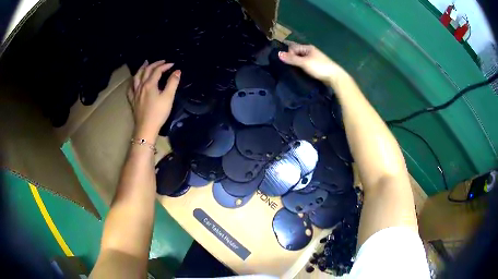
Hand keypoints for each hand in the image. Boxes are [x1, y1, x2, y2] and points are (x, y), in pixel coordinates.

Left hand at [127, 60, 180, 142]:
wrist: (146, 128)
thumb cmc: (158, 113)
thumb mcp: (168, 97)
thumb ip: (173, 83)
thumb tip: (177, 71)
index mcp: (150, 84)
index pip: (157, 71)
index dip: (165, 66)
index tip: (173, 64)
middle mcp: (141, 86)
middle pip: (146, 71)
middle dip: (154, 64)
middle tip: (161, 62)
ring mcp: (135, 93)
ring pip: (136, 77)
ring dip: (141, 69)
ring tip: (145, 64)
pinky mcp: (133, 101)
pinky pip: (130, 88)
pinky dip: (132, 82)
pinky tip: (133, 82)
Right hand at [278, 41, 347, 86]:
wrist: (335, 77)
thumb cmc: (320, 67)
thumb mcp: (304, 62)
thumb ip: (292, 59)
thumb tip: (278, 54)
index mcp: (308, 48)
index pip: (293, 47)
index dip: (288, 53)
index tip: (286, 62)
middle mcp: (310, 52)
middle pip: (297, 52)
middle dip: (291, 57)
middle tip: (285, 66)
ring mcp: (314, 59)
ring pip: (301, 59)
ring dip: (296, 63)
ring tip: (290, 70)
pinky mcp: (316, 67)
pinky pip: (305, 64)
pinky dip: (300, 67)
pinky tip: (298, 72)